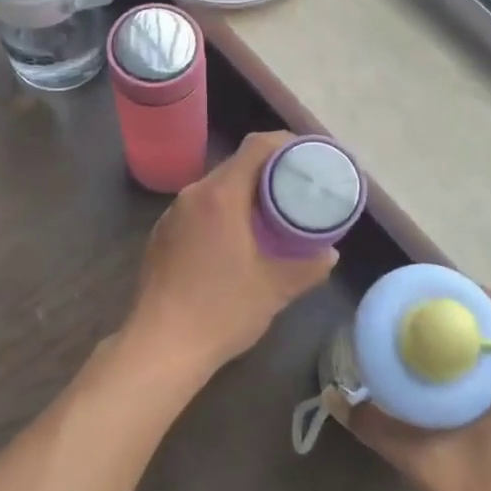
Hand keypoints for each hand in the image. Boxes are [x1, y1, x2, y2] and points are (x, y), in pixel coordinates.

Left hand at [127, 130, 338, 382]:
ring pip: (215, 188)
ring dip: (243, 193)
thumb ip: (308, 267)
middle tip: (297, 188)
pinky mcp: (161, 235)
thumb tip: (330, 253)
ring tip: (270, 213)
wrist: (159, 347)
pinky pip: (198, 209)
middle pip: (236, 165)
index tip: (308, 156)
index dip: (285, 143)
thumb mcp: (274, 289)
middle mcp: (192, 195)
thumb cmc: (221, 311)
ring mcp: (172, 214)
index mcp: (220, 195)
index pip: (256, 147)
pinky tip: (235, 238)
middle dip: (268, 171)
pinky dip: (221, 212)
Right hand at [348, 294, 490, 490]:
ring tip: (421, 339)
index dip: (480, 296)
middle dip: (464, 316)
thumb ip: (379, 428)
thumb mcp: (423, 467)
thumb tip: (335, 398)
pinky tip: (433, 388)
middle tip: (419, 309)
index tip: (438, 288)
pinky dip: (467, 375)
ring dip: (466, 346)